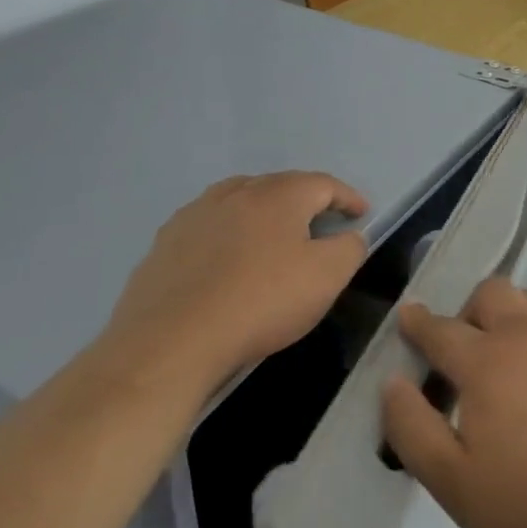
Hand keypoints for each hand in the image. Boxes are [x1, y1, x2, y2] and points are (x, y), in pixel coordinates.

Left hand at [103, 172, 368, 400]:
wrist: (170, 343)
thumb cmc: (261, 302)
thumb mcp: (327, 277)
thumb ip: (350, 248)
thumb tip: (350, 236)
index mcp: (279, 195)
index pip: (324, 184)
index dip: (347, 197)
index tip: (361, 214)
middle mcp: (236, 192)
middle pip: (280, 186)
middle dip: (306, 200)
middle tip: (321, 223)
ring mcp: (195, 214)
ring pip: (240, 200)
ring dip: (263, 211)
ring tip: (273, 234)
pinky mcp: (165, 242)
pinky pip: (209, 225)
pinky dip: (228, 233)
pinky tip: (226, 259)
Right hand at [381, 278, 526, 527]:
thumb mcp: (453, 481)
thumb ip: (413, 428)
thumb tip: (392, 382)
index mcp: (486, 362)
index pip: (442, 329)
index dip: (418, 322)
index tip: (407, 315)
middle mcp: (526, 336)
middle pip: (490, 292)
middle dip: (466, 310)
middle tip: (460, 354)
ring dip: (505, 314)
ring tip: (500, 359)